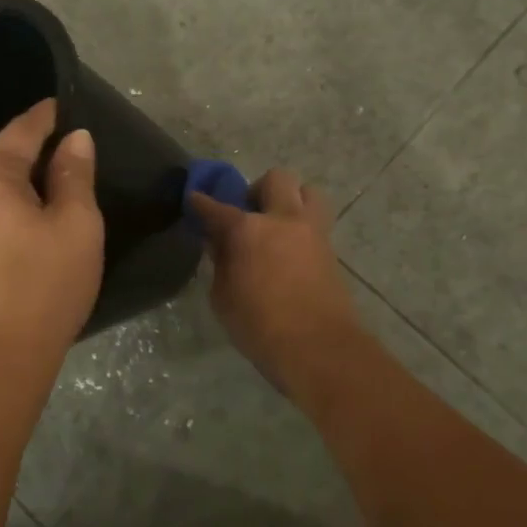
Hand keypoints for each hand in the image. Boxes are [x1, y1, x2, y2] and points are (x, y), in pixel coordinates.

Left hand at [0, 99, 103, 379]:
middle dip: (34, 154)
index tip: (67, 107)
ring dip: (18, 185)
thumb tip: (74, 139)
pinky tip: (25, 225)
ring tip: (54, 192)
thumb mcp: (76, 225)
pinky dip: (3, 210)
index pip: (22, 130)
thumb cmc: (43, 287)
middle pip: (0, 157)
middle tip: (72, 158)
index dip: (48, 116)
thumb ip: (74, 174)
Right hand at [190, 168, 365, 400]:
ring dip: (292, 200)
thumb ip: (221, 264)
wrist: (318, 348)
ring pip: (308, 193)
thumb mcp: (223, 298)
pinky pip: (317, 223)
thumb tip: (219, 244)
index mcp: (248, 230)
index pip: (217, 208)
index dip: (201, 203)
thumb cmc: (260, 326)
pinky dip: (303, 228)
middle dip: (259, 189)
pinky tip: (290, 252)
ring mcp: (312, 232)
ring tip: (278, 225)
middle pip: (276, 179)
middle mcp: (283, 219)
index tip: (194, 199)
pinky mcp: (331, 251)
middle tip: (250, 212)